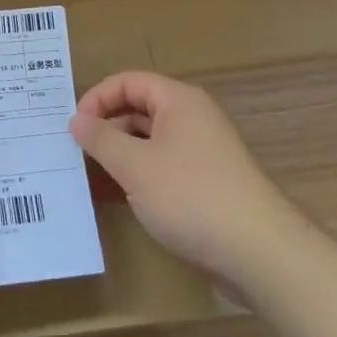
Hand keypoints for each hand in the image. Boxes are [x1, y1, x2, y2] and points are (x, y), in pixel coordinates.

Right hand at [70, 70, 293, 283]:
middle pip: (140, 108)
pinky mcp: (209, 183)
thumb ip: (101, 139)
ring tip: (94, 174)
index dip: (97, 98)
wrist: (261, 255)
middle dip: (107, 126)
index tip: (74, 126)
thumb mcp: (135, 166)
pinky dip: (141, 174)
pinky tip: (124, 197)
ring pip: (151, 139)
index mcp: (178, 101)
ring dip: (122, 152)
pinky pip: (165, 165)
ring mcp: (204, 151)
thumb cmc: (191, 197)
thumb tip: (76, 119)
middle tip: (78, 150)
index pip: (128, 81)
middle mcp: (193, 118)